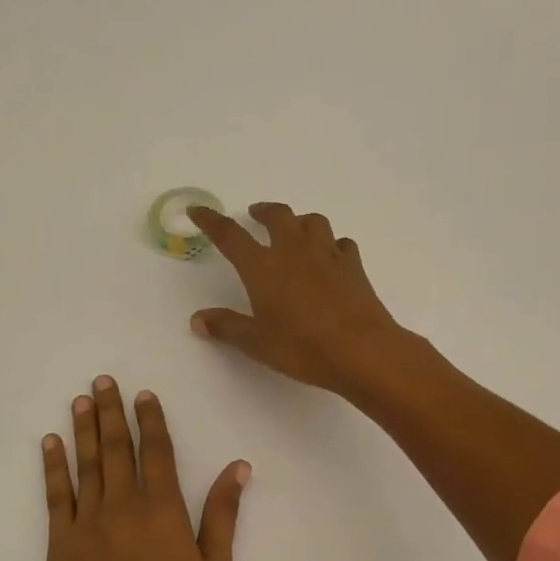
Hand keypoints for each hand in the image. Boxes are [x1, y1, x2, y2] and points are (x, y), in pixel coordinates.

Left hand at [42, 377, 249, 560]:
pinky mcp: (58, 550)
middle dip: (110, 412)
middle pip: (116, 450)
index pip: (156, 452)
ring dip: (82, 430)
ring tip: (80, 401)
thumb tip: (238, 467)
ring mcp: (86, 528)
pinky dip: (53, 468)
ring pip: (85, 466)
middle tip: (102, 381)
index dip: (150, 420)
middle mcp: (122, 509)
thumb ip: (222, 516)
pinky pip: (55, 498)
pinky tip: (50, 446)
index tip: (144, 394)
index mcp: (163, 514)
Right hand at [189, 202, 409, 397]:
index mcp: (263, 267)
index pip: (230, 235)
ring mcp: (327, 254)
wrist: (361, 350)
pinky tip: (330, 256)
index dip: (211, 220)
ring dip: (299, 220)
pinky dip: (331, 244)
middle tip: (255, 214)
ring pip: (312, 221)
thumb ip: (227, 327)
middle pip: (278, 216)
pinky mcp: (353, 266)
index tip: (198, 210)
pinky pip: (341, 243)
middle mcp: (294, 250)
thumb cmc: (302, 347)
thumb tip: (198, 319)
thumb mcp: (256, 343)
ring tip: (293, 230)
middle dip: (263, 211)